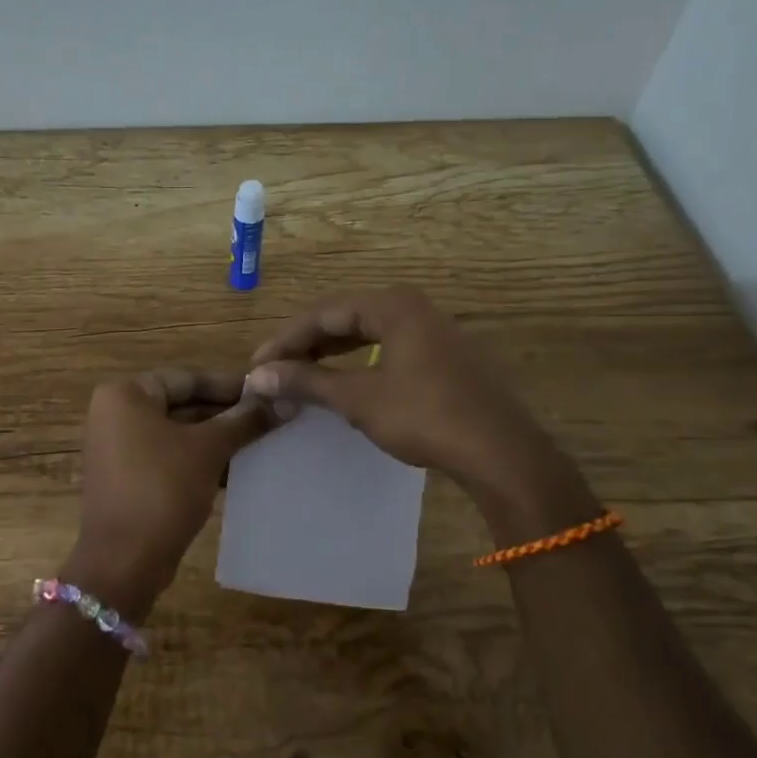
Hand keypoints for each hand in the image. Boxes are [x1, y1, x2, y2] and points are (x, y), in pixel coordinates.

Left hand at [69, 370, 273, 618]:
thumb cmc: (162, 489)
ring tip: (264, 442)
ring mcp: (119, 448)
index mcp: (126, 395)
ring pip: (180, 434)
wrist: (124, 561)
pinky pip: (171, 458)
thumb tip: (286, 401)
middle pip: (183, 404)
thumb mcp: (209, 449)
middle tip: (272, 418)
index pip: (188, 378)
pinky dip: (201, 461)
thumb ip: (245, 420)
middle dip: (227, 414)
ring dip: (219, 439)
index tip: (270, 393)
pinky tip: (239, 469)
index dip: (231, 386)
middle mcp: (116, 414)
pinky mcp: (129, 478)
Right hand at [246, 286, 590, 526]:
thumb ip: (308, 381)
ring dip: (329, 354)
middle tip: (273, 372)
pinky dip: (356, 363)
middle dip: (304, 345)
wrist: (500, 452)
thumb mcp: (359, 399)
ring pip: (365, 333)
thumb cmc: (426, 416)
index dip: (284, 340)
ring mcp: (431, 330)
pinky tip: (341, 383)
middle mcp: (412, 307)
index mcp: (392, 305)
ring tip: (298, 376)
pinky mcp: (441, 356)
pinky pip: (386, 348)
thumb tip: (257, 377)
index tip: (256, 367)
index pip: (322, 313)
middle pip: (343, 318)